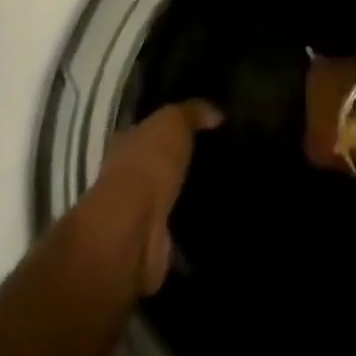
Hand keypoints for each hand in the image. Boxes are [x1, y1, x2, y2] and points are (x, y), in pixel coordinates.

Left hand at [76, 100, 221, 294]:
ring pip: (170, 198)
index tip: (208, 128)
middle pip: (160, 165)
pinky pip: (180, 229)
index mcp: (127, 144)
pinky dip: (194, 226)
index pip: (151, 131)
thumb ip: (192, 112)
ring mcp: (138, 214)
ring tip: (227, 188)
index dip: (175, 128)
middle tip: (224, 158)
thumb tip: (215, 114)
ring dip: (190, 196)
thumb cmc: (148, 164)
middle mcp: (128, 178)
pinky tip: (219, 218)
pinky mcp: (154, 243)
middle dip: (185, 164)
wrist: (133, 228)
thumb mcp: (173, 121)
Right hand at [303, 53, 355, 169]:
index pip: (310, 81)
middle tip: (343, 118)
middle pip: (338, 75)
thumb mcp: (315, 148)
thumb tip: (315, 136)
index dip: (315, 99)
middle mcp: (342, 59)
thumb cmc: (343, 134)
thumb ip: (312, 136)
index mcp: (315, 73)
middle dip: (341, 93)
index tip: (318, 116)